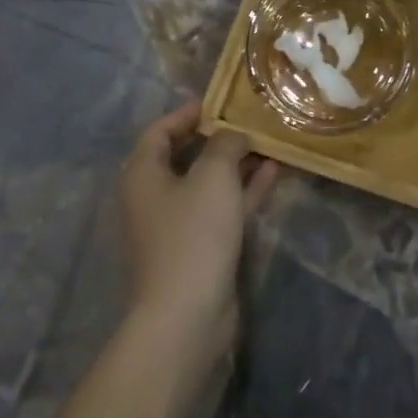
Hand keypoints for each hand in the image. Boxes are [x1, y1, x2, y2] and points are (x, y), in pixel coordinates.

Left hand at [118, 103, 278, 375]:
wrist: (186, 316)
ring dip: (236, 163)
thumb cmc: (193, 233)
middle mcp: (154, 197)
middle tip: (249, 119)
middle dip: (218, 137)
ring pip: (208, 183)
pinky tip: (273, 172)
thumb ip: (225, 144)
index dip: (186, 113)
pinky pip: (222, 208)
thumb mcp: (213, 174)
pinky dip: (243, 190)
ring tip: (269, 142)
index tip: (218, 101)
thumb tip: (232, 135)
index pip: (159, 131)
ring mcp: (177, 226)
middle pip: (185, 156)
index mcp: (144, 174)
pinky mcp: (199, 249)